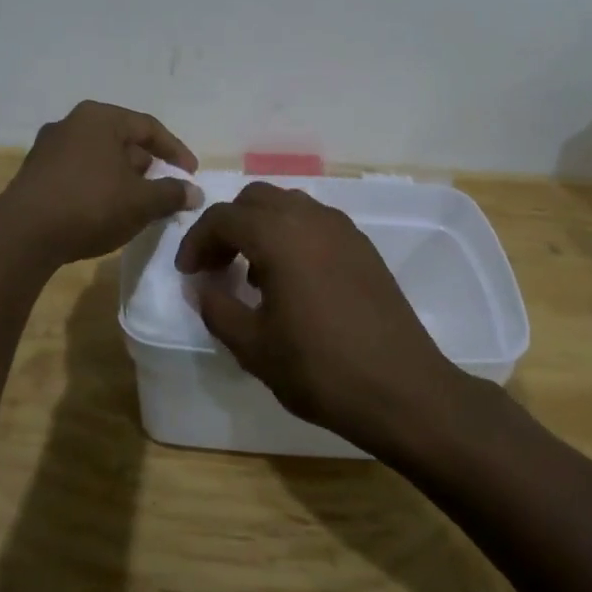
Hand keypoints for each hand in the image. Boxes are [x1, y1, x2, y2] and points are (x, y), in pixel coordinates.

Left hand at [0, 102, 201, 267]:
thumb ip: (172, 194)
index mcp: (100, 117)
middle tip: (163, 189)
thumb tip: (194, 192)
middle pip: (121, 140)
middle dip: (147, 165)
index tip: (191, 175)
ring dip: (121, 177)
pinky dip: (98, 186)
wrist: (23, 234)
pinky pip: (78, 173)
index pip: (149, 127)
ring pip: (98, 157)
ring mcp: (48, 147)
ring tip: (136, 203)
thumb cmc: (91, 205)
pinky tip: (104, 211)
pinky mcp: (34, 173)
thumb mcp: (141, 202)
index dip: (175, 151)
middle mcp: (72, 123)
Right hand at [174, 182, 463, 452]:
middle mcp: (311, 218)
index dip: (196, 241)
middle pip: (256, 200)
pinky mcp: (364, 248)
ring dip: (261, 228)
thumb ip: (218, 309)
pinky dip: (291, 236)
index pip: (223, 217)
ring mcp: (343, 230)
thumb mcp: (253, 347)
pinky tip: (291, 281)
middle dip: (228, 226)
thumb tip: (201, 287)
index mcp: (279, 235)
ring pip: (288, 206)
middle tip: (215, 265)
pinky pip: (315, 223)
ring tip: (252, 274)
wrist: (403, 391)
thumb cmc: (320, 369)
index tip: (188, 272)